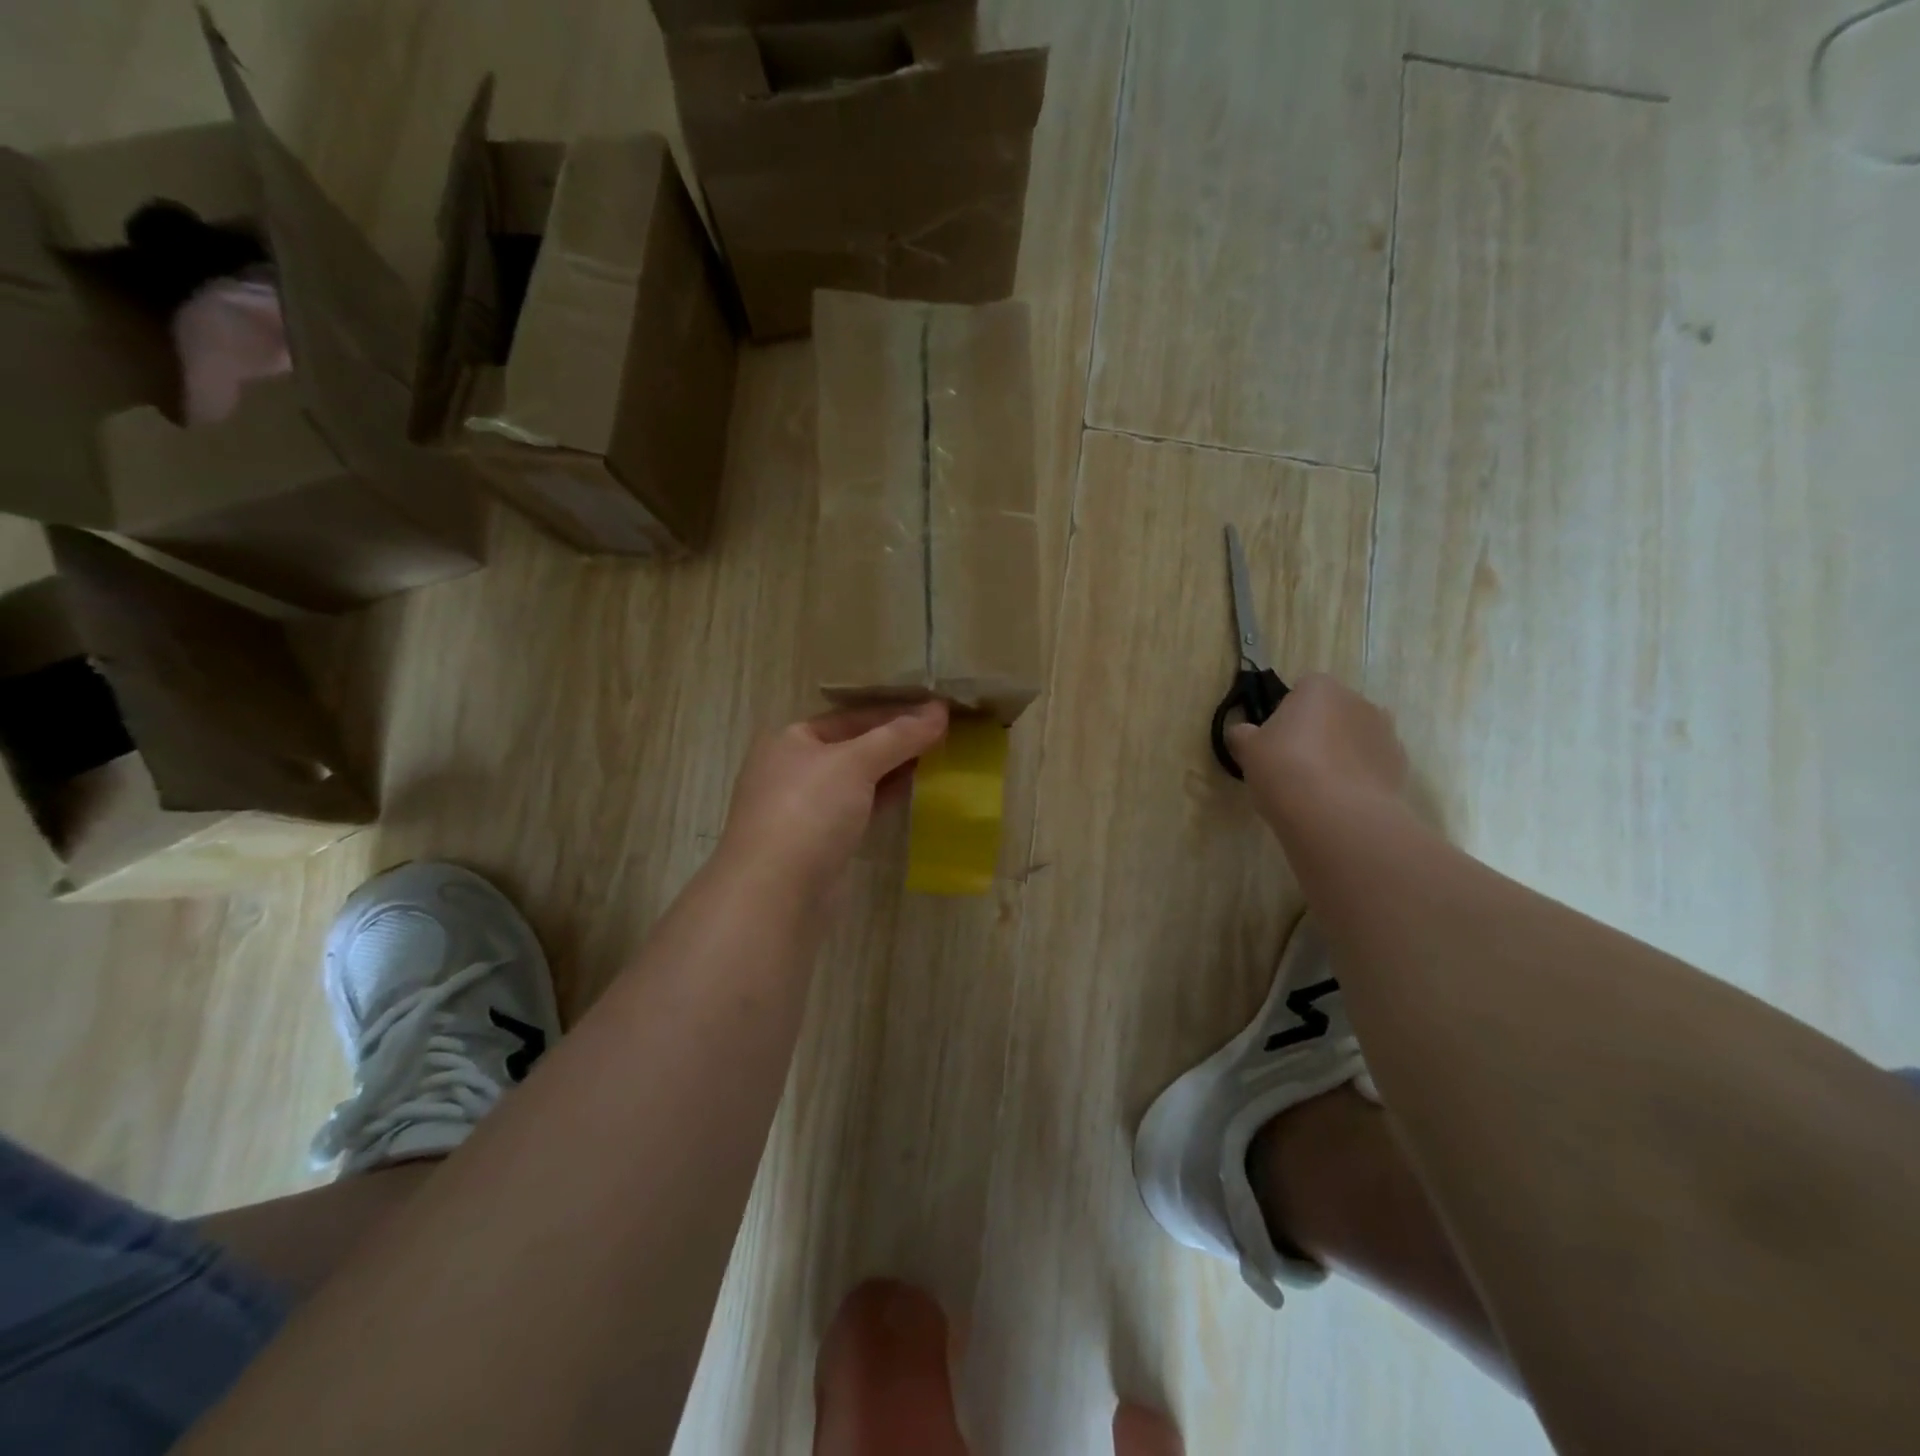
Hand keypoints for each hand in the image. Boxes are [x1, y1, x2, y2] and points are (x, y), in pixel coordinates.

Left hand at [719, 702, 949, 898]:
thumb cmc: (808, 811)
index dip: (894, 712)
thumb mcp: (855, 763)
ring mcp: (806, 807)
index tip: (938, 710)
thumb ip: (898, 736)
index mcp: (791, 739)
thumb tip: (940, 710)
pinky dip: (886, 797)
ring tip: (940, 759)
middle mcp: (794, 768)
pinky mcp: (821, 841)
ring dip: (895, 769)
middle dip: (897, 741)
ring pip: (858, 779)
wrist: (775, 893)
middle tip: (946, 734)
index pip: (851, 716)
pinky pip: (860, 808)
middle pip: (855, 746)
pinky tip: (916, 792)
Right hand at [1225, 673, 1410, 823]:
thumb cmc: (1284, 768)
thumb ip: (1243, 735)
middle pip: (1331, 712)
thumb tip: (1243, 732)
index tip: (1274, 739)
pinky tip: (1338, 800)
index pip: (1301, 689)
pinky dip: (1357, 776)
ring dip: (1339, 753)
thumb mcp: (1247, 750)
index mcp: (1320, 688)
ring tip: (1316, 787)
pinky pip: (1370, 764)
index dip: (1286, 713)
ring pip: (1354, 738)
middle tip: (1291, 763)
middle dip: (1316, 731)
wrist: (1337, 815)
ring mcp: (1385, 733)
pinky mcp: (1399, 766)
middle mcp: (1358, 701)